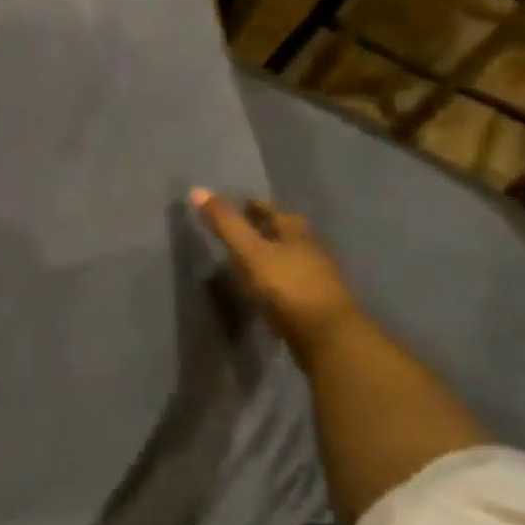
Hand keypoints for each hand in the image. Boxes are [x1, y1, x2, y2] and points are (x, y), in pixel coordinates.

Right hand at [192, 188, 358, 362]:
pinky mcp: (315, 304)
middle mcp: (310, 249)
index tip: (240, 204)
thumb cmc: (286, 285)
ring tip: (249, 257)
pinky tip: (265, 288)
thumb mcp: (249, 251)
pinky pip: (292, 283)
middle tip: (243, 228)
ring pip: (291, 257)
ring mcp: (317, 278)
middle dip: (267, 228)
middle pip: (286, 233)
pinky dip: (277, 279)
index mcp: (296, 232)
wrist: (327, 335)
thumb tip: (198, 188)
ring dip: (273, 254)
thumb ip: (225, 223)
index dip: (256, 206)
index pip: (274, 211)